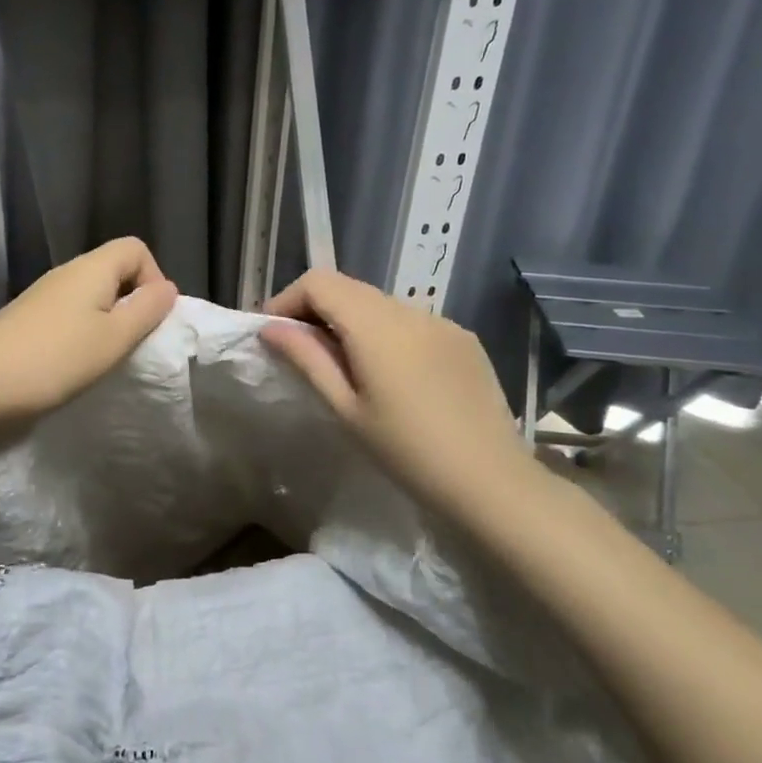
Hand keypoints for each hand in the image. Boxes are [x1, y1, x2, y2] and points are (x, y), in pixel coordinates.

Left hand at [0, 238, 178, 426]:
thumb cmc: (54, 360)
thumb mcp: (112, 339)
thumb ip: (146, 311)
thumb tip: (167, 288)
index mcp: (91, 269)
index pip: (135, 248)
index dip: (153, 277)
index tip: (150, 318)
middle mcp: (65, 273)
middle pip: (113, 270)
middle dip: (132, 302)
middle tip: (132, 343)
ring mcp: (42, 295)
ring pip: (90, 294)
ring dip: (106, 320)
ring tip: (104, 357)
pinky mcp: (26, 318)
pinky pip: (68, 313)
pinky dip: (81, 331)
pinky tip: (73, 362)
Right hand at [262, 269, 550, 527]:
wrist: (491, 480)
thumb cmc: (406, 451)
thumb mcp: (346, 408)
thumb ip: (307, 359)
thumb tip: (270, 328)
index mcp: (376, 325)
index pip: (319, 282)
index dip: (287, 300)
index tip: (272, 334)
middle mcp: (410, 309)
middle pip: (349, 287)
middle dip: (315, 309)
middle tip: (299, 350)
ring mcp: (441, 322)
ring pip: (380, 303)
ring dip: (350, 321)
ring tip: (343, 365)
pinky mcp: (463, 339)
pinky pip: (411, 321)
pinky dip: (385, 333)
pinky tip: (391, 375)